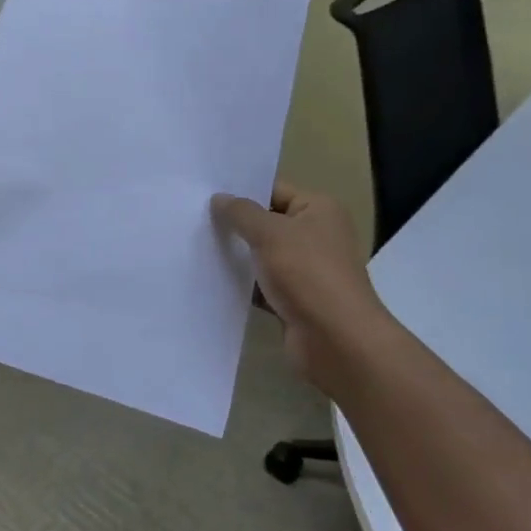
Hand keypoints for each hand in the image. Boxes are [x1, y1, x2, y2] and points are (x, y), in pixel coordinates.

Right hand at [211, 182, 383, 376]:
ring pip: (263, 256)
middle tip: (194, 218)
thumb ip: (241, 213)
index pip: (275, 190)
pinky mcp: (295, 300)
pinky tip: (211, 280)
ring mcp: (307, 270)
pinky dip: (243, 284)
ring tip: (196, 246)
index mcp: (319, 210)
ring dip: (237, 255)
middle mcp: (317, 236)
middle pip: (268, 223)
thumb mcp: (269, 233)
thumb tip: (219, 199)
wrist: (336, 340)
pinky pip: (263, 285)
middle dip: (236, 224)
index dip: (242, 191)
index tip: (205, 193)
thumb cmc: (307, 274)